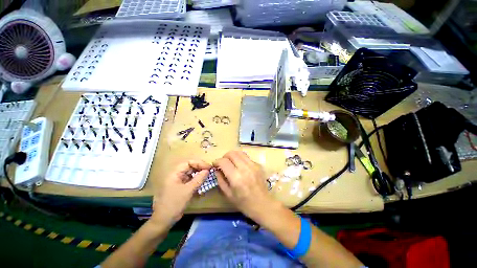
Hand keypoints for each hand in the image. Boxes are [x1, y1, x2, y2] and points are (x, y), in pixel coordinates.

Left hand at [151, 160, 210, 227]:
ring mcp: (179, 181)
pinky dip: (197, 181)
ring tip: (208, 176)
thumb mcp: (188, 190)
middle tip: (210, 170)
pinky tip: (203, 183)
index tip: (208, 167)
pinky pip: (191, 180)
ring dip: (200, 174)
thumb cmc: (174, 203)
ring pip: (191, 174)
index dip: (199, 163)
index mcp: (175, 173)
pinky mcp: (182, 187)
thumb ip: (198, 179)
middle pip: (190, 167)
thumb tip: (207, 170)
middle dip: (200, 168)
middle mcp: (177, 175)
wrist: (164, 219)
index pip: (188, 163)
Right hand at [214, 151, 275, 218]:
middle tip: (223, 163)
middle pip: (232, 153)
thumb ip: (220, 179)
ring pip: (239, 152)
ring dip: (233, 155)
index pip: (223, 162)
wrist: (263, 204)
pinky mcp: (258, 164)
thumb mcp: (228, 194)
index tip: (215, 165)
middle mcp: (245, 168)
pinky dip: (240, 159)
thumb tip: (217, 169)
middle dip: (224, 156)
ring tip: (231, 162)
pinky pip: (246, 157)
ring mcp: (253, 165)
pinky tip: (240, 166)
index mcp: (236, 177)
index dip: (217, 161)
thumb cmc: (243, 203)